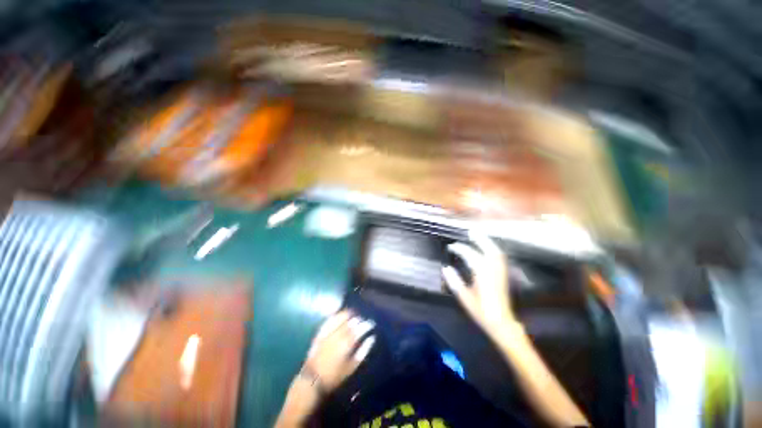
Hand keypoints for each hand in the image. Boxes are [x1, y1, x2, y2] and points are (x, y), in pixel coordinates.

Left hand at [303, 310, 375, 391]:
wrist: (312, 380)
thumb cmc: (334, 376)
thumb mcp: (352, 367)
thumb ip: (363, 351)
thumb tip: (372, 338)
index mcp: (347, 343)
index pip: (360, 329)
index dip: (366, 324)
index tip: (371, 324)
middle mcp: (338, 334)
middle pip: (351, 322)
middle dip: (358, 319)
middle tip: (363, 319)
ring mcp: (328, 332)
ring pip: (340, 318)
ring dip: (348, 314)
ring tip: (353, 313)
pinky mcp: (320, 333)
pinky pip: (329, 320)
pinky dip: (335, 315)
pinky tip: (339, 314)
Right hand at [442, 230, 515, 336]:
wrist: (501, 323)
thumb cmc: (481, 311)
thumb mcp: (464, 297)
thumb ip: (454, 281)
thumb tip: (445, 268)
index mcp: (482, 273)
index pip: (469, 255)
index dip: (459, 249)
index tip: (451, 247)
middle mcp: (493, 269)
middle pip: (488, 248)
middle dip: (479, 238)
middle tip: (470, 232)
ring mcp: (500, 271)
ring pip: (496, 251)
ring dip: (487, 242)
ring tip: (479, 236)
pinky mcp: (503, 275)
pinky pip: (499, 257)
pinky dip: (493, 249)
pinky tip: (488, 249)